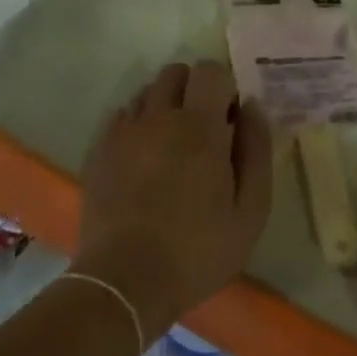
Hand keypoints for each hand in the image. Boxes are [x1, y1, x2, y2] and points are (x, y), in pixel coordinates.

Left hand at [75, 61, 272, 346]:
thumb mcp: (251, 209)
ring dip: (164, 106)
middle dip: (194, 89)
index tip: (229, 120)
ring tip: (172, 146)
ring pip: (147, 92)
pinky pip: (122, 117)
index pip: (210, 70)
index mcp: (200, 126)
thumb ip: (257, 150)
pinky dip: (137, 126)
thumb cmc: (198, 250)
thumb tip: (252, 107)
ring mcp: (124, 133)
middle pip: (175, 72)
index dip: (224, 87)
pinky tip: (144, 160)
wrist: (124, 284)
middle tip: (203, 129)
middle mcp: (159, 117)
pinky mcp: (99, 152)